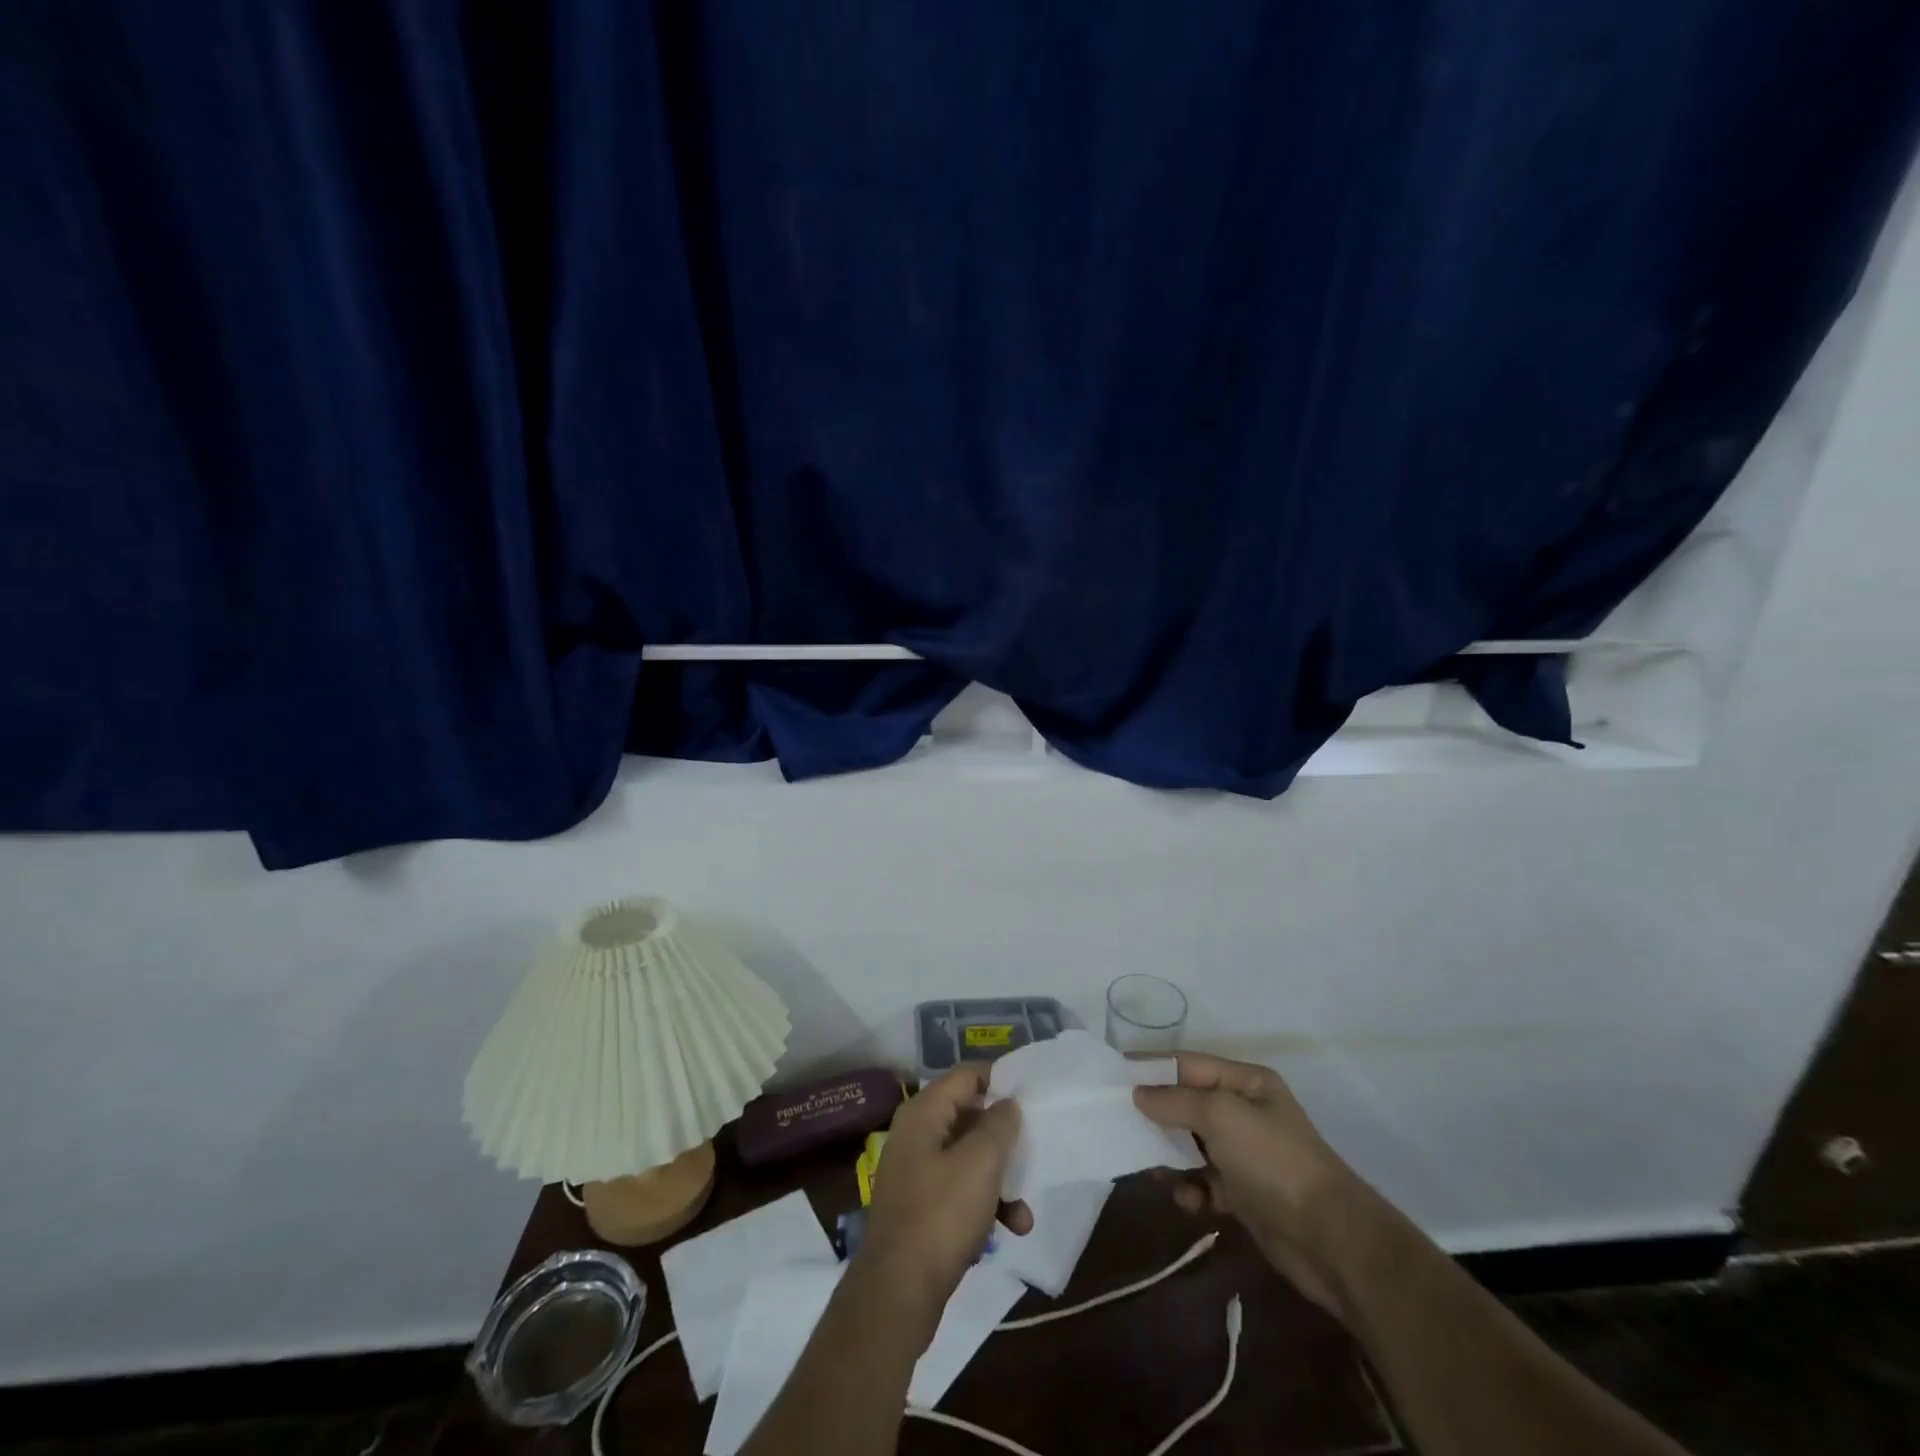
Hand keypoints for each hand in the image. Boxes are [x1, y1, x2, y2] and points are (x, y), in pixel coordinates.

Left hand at [857, 1067, 1032, 1330]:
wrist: (898, 1292)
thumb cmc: (941, 1214)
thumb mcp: (980, 1163)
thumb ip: (999, 1125)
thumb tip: (1007, 1103)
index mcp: (924, 1112)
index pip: (966, 1075)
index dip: (999, 1079)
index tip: (1031, 1094)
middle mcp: (916, 1134)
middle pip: (969, 1118)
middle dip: (1004, 1139)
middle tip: (1033, 1151)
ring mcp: (916, 1172)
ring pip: (969, 1159)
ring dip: (1000, 1181)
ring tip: (1024, 1213)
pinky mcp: (921, 1207)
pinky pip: (960, 1190)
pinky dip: (984, 1204)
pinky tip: (1007, 1231)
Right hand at [1134, 1052, 1366, 1314]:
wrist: (1331, 1241)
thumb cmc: (1274, 1161)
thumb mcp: (1221, 1116)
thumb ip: (1175, 1101)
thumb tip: (1138, 1094)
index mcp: (1246, 1082)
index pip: (1187, 1064)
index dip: (1151, 1067)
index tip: (1111, 1074)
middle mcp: (1245, 1112)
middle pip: (1186, 1104)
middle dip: (1156, 1114)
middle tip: (1118, 1123)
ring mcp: (1245, 1154)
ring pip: (1191, 1145)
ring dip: (1169, 1156)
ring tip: (1151, 1167)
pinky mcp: (1244, 1194)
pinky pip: (1204, 1182)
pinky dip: (1191, 1189)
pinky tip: (1188, 1200)